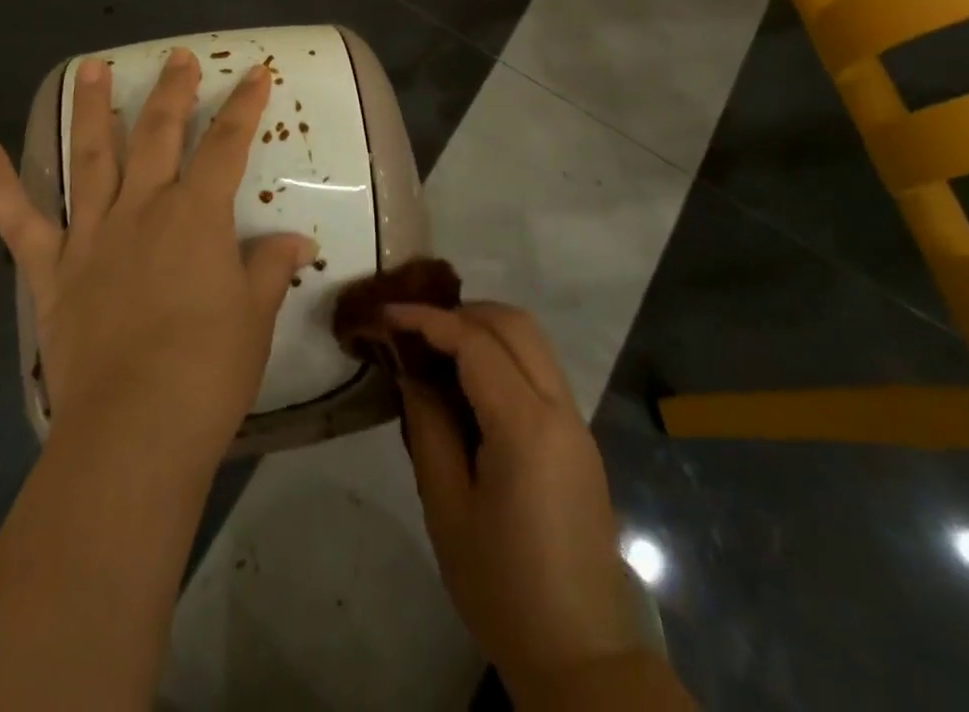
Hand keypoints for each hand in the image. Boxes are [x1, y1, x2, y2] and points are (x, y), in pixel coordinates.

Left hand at [0, 49, 318, 462]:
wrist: (134, 430)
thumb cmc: (208, 371)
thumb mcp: (255, 316)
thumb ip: (271, 269)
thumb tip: (297, 242)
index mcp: (196, 216)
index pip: (228, 145)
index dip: (244, 105)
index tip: (256, 72)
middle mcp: (142, 208)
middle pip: (158, 134)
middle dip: (172, 91)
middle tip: (177, 57)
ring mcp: (91, 234)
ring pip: (90, 156)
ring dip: (91, 108)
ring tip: (91, 67)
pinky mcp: (52, 269)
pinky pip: (18, 219)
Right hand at [388, 302, 649, 705]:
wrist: (581, 655)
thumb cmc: (502, 587)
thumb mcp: (446, 508)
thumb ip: (428, 426)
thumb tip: (412, 371)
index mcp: (526, 426)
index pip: (474, 342)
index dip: (427, 319)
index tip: (387, 313)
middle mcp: (560, 408)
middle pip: (514, 324)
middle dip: (460, 312)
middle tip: (415, 329)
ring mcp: (576, 421)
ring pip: (532, 340)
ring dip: (485, 328)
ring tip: (438, 348)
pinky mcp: (579, 437)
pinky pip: (540, 368)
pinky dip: (504, 353)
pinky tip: (470, 381)